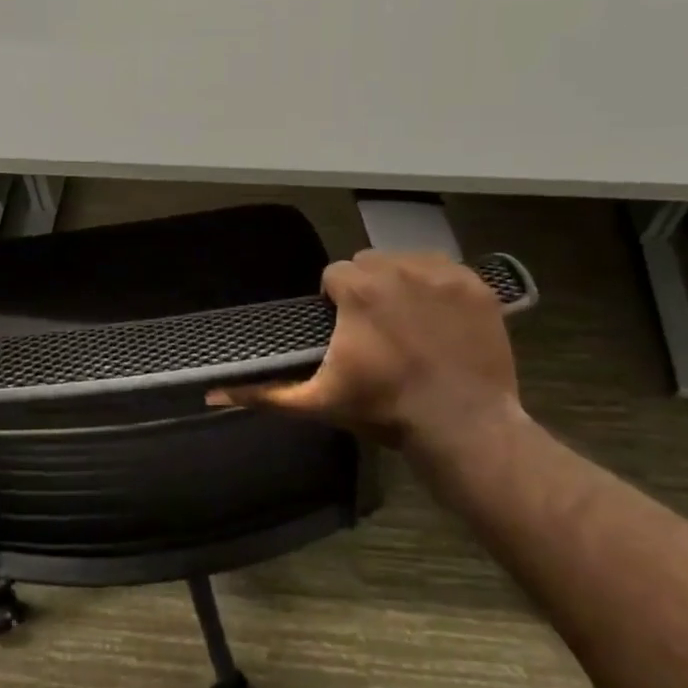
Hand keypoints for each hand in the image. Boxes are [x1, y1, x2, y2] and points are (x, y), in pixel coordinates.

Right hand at [208, 251, 522, 452]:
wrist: (462, 425)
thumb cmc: (385, 410)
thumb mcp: (319, 402)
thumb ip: (265, 393)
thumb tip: (212, 393)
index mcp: (357, 289)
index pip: (334, 276)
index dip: (335, 303)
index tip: (345, 332)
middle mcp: (398, 268)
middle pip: (369, 264)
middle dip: (367, 289)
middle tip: (375, 330)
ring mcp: (443, 274)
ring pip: (407, 261)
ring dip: (401, 283)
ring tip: (408, 323)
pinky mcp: (476, 286)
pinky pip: (446, 269)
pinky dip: (438, 287)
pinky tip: (439, 320)